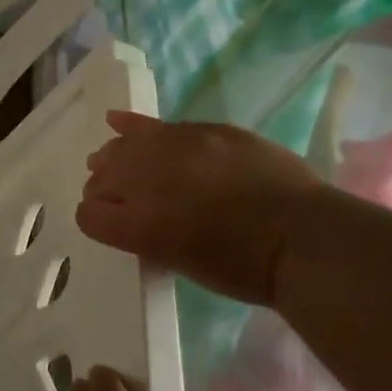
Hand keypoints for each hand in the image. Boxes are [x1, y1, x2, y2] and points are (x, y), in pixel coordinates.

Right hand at [78, 111, 320, 305]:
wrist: (302, 237)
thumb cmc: (243, 269)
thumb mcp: (181, 262)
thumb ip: (148, 235)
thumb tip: (135, 217)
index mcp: (139, 226)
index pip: (89, 215)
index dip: (96, 219)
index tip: (109, 223)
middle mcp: (147, 182)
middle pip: (102, 178)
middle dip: (103, 188)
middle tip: (117, 199)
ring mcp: (175, 149)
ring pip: (123, 146)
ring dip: (114, 157)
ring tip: (111, 159)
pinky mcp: (202, 130)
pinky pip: (155, 125)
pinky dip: (133, 126)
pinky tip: (118, 121)